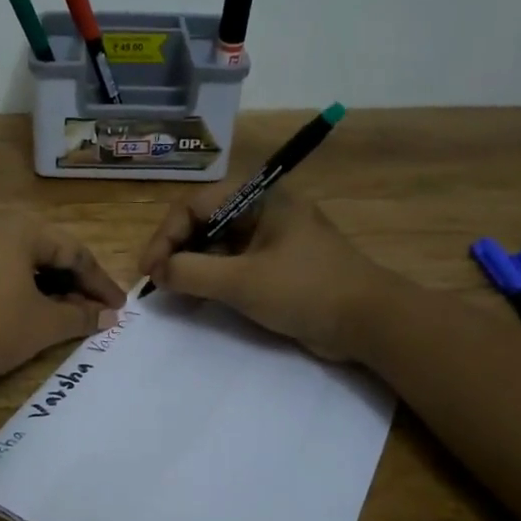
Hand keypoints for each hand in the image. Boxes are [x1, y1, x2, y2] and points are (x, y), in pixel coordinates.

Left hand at [0, 214, 125, 382]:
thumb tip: (108, 316)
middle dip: (73, 283)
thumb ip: (80, 317)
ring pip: (19, 262)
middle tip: (94, 310)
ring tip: (63, 315)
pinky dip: (17, 289)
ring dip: (46, 287)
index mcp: (18, 229)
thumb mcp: (43, 324)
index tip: (119, 307)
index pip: (73, 252)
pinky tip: (25, 312)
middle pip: (45, 252)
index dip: (99, 282)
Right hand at [137, 186, 395, 361]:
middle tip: (157, 282)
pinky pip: (233, 265)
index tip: (149, 270)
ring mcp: (272, 238)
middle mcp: (263, 210)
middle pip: (204, 223)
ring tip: (173, 293)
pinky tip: (198, 299)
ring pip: (216, 245)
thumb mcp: (241, 281)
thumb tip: (157, 273)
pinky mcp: (277, 265)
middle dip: (176, 251)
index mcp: (259, 198)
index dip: (165, 236)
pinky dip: (212, 279)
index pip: (195, 206)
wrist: (371, 323)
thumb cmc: (305, 290)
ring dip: (192, 267)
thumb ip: (191, 273)